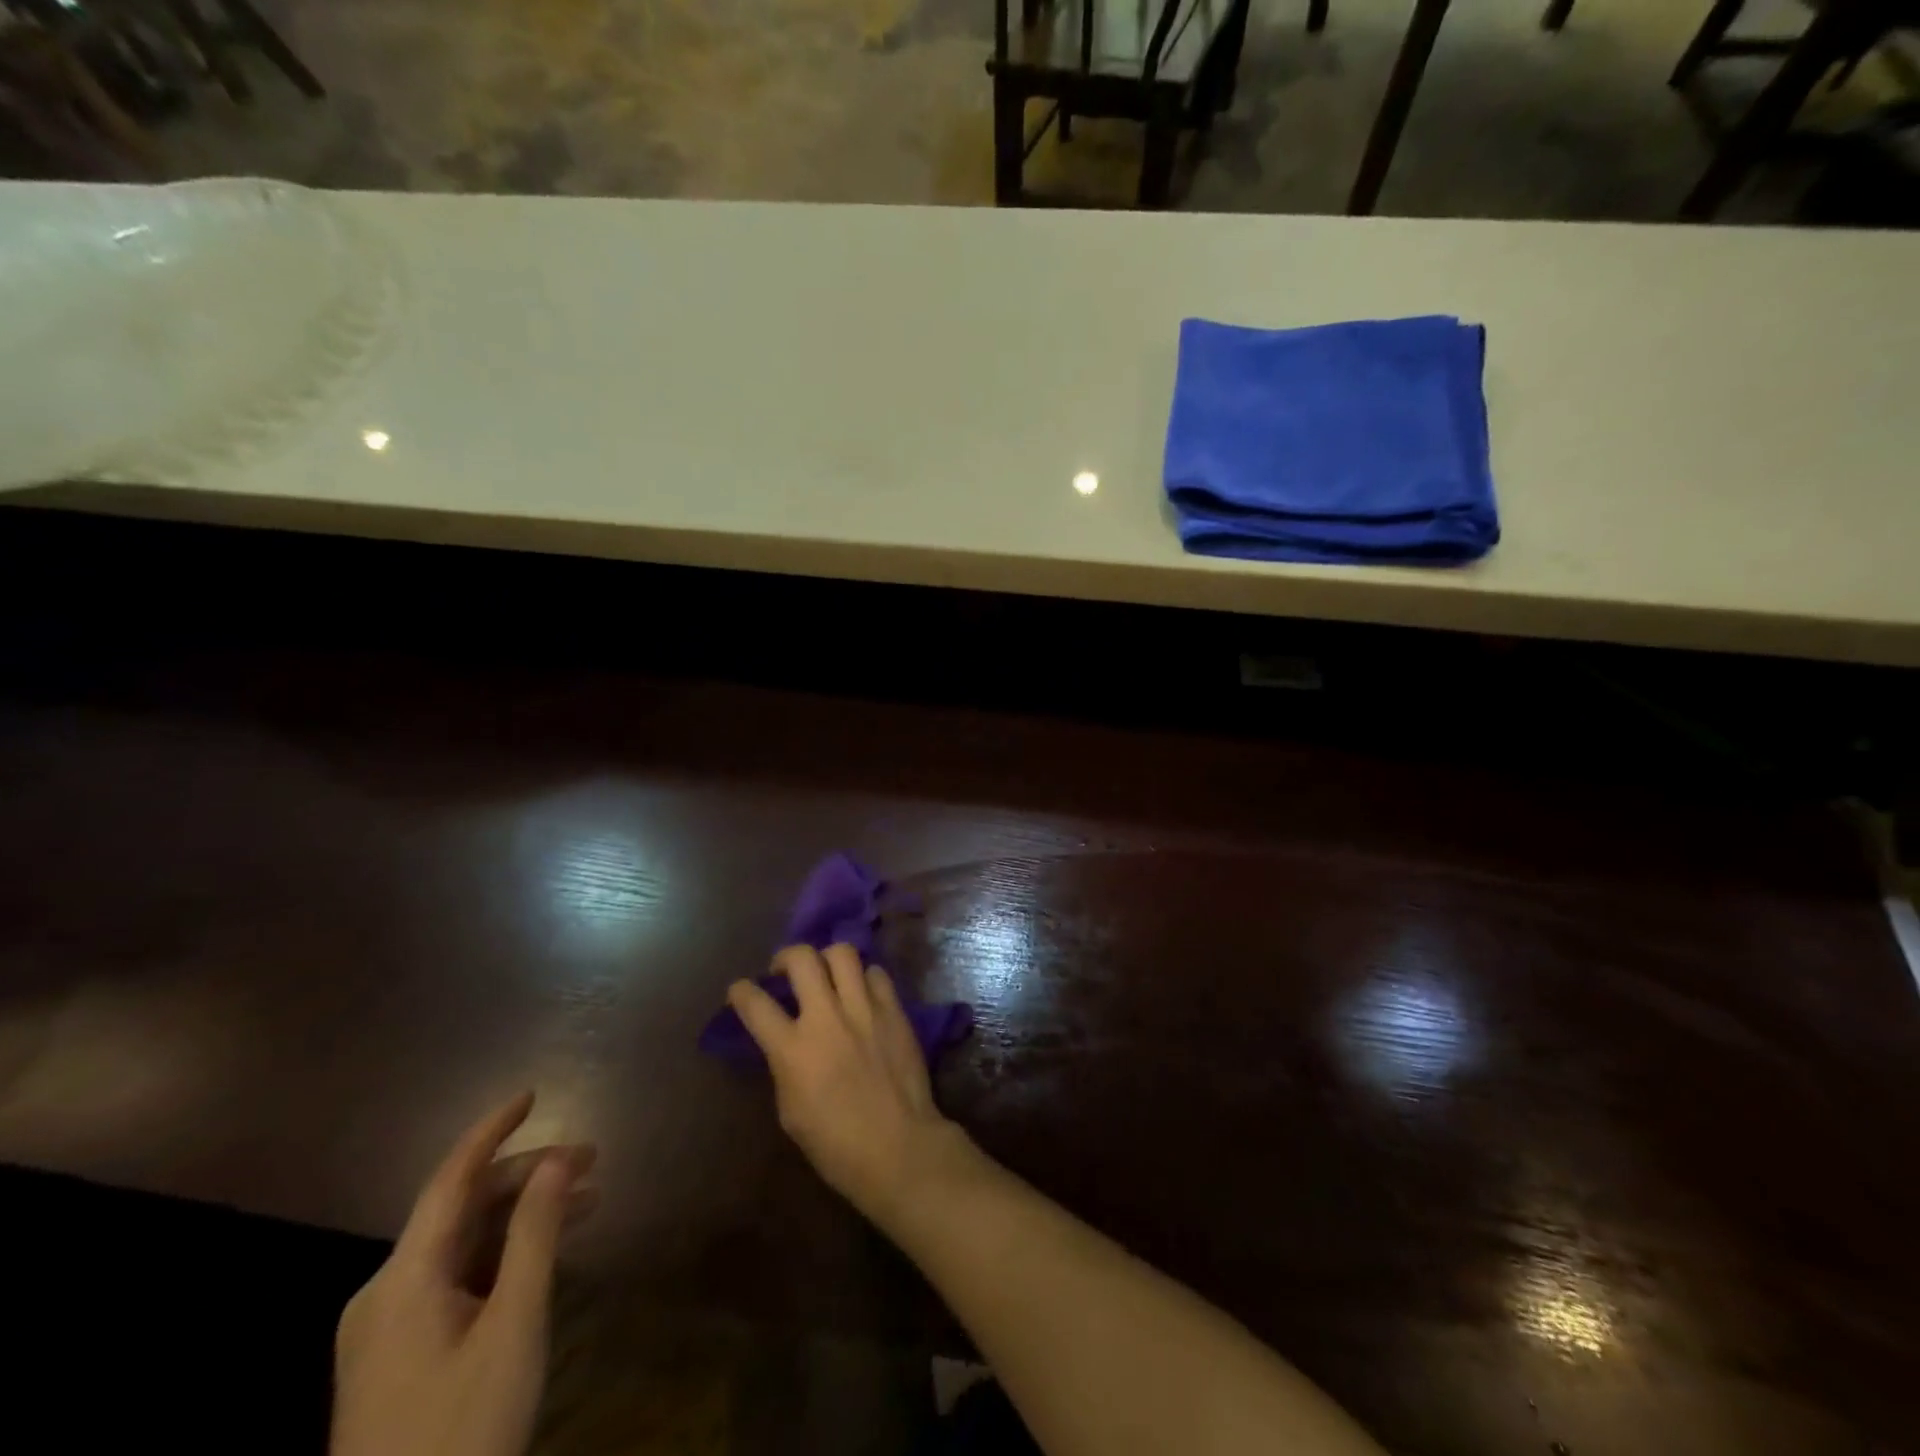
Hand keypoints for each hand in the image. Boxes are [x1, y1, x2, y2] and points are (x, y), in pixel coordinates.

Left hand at [331, 1092, 596, 1455]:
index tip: (533, 1093)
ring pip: (463, 1243)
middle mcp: (386, 1292)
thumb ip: (536, 1235)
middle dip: (528, 1175)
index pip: (451, 1179)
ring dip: (523, 1214)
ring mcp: (389, 1327)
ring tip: (587, 1200)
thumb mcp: (514, 1326)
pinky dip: (504, 1253)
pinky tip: (547, 1252)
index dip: (492, 1130)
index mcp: (403, 1279)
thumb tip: (558, 1160)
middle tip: (593, 1161)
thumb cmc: (462, 1429)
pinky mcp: (400, 1355)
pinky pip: (457, 1278)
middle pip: (462, 1208)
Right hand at [729, 944, 971, 1229]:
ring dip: (827, 958)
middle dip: (786, 956)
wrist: (898, 1147)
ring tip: (826, 973)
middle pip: (801, 957)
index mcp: (792, 1049)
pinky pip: (876, 973)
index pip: (755, 1004)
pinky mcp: (894, 1009)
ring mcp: (864, 1008)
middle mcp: (826, 1017)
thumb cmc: (836, 1144)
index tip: (739, 989)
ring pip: (842, 952)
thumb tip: (786, 1042)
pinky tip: (862, 993)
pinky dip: (864, 978)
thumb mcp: (790, 1110)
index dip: (740, 991)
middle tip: (785, 970)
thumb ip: (785, 1065)